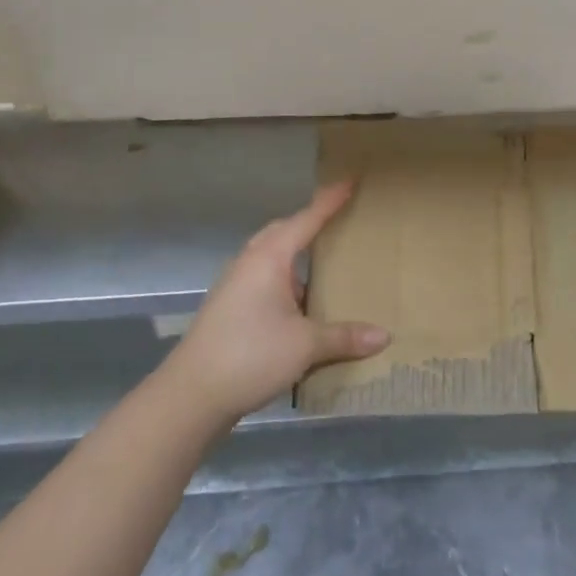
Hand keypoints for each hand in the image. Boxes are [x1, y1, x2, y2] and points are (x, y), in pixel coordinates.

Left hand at [167, 182, 389, 425]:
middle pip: (284, 231)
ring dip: (295, 252)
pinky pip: (263, 276)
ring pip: (271, 255)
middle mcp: (250, 262)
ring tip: (323, 259)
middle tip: (338, 217)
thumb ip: (344, 337)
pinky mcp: (229, 307)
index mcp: (269, 258)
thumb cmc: (250, 355)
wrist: (190, 396)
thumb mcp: (305, 345)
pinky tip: (299, 300)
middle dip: (310, 222)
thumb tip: (385, 337)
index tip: (351, 180)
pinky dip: (285, 277)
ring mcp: (235, 284)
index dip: (330, 200)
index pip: (307, 219)